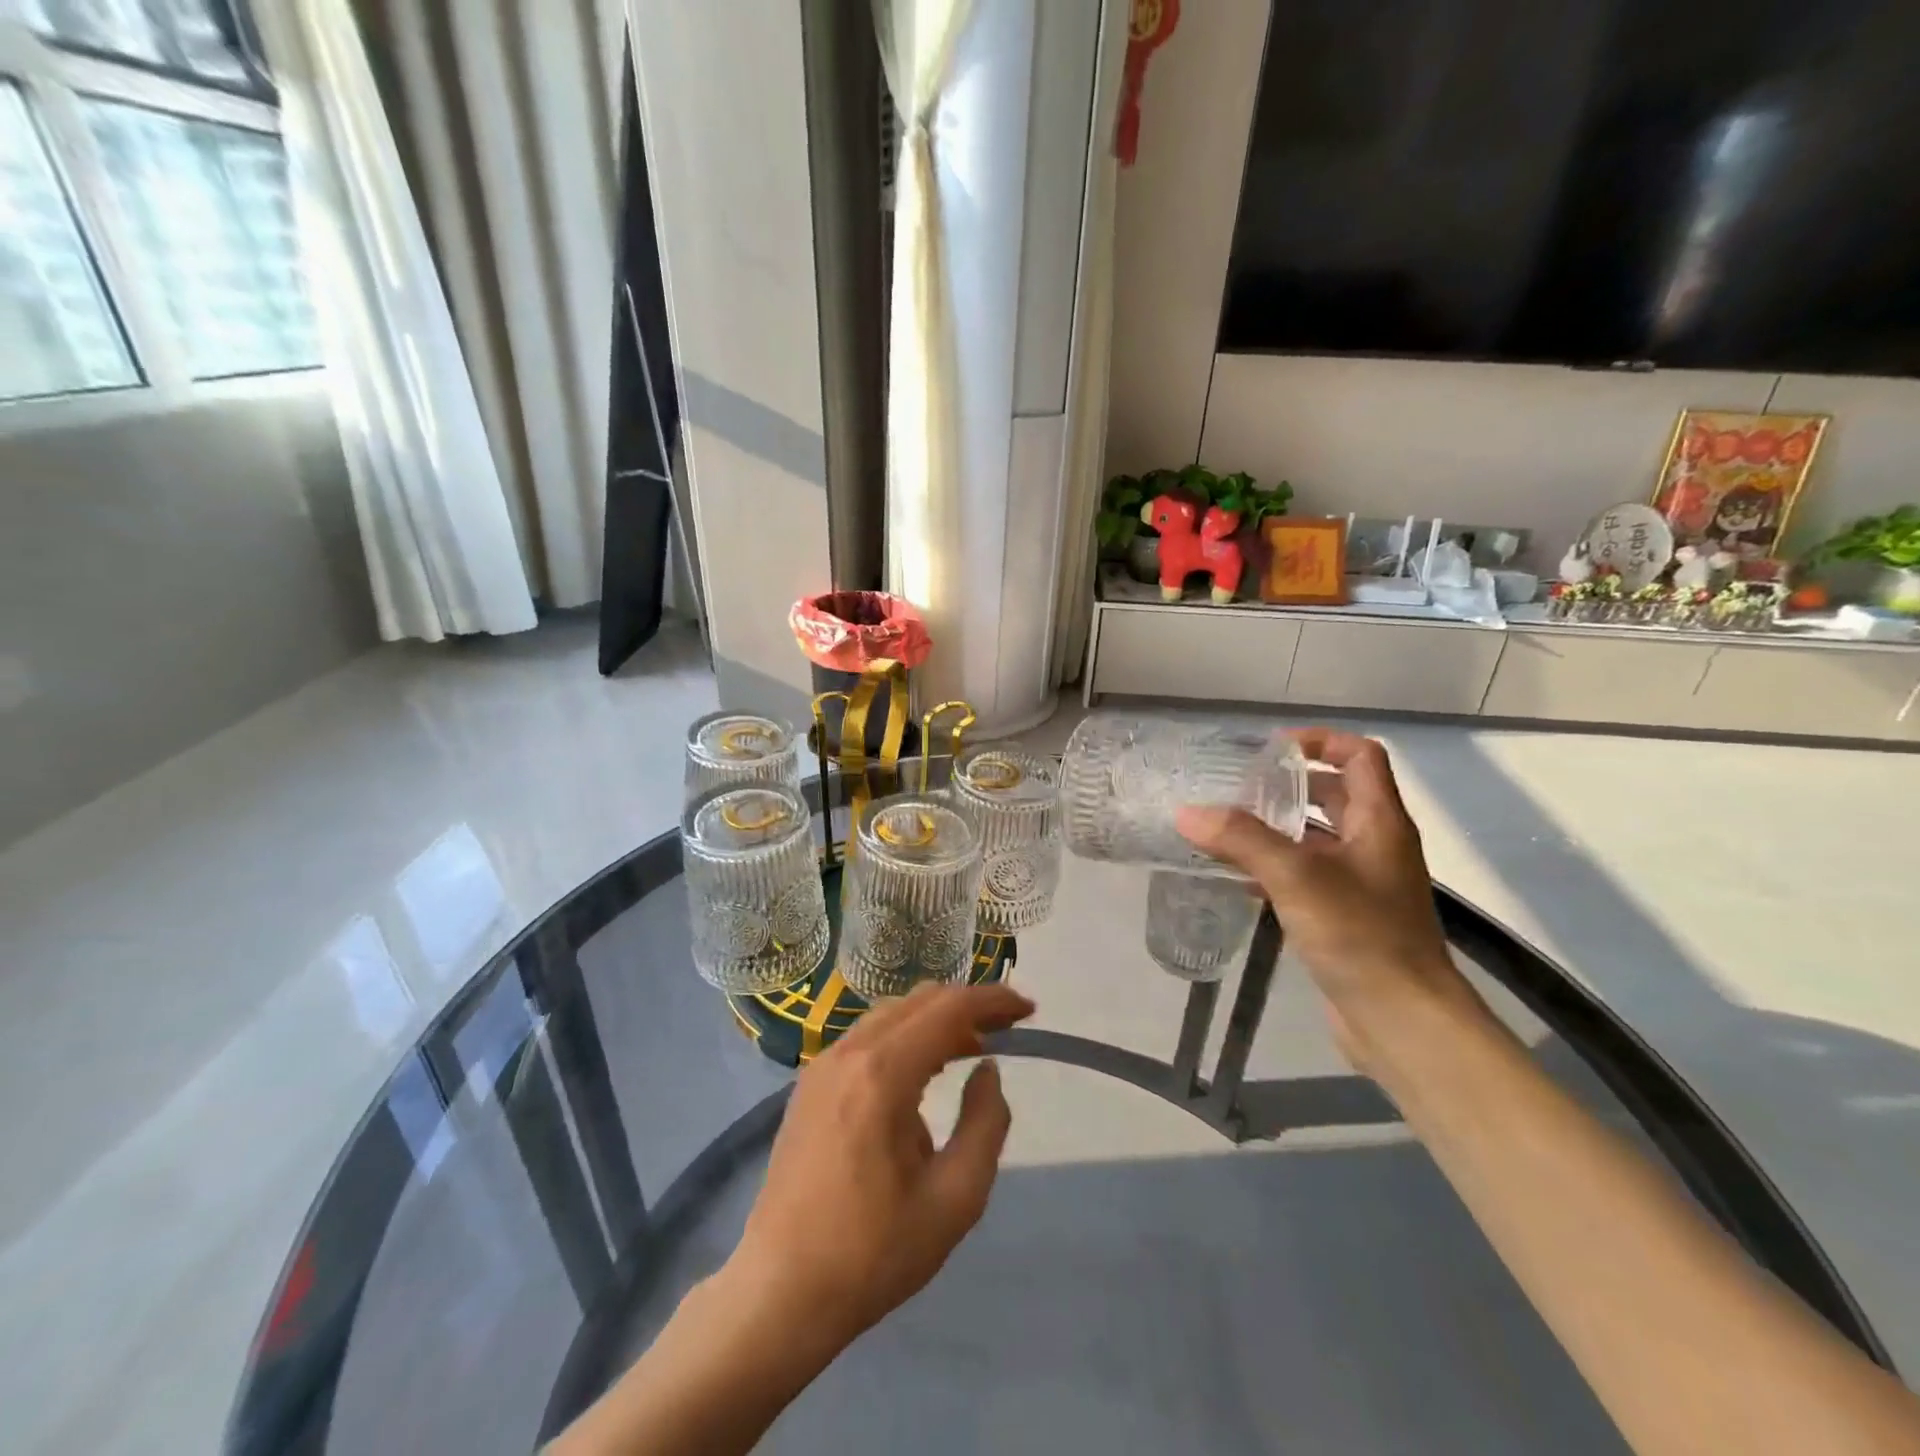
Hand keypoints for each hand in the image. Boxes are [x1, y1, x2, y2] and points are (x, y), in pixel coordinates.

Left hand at [723, 982, 1035, 1352]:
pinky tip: (922, 1070)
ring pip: (891, 1015)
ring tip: (972, 1047)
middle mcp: (848, 1053)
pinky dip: (905, 1037)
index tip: (1028, 1010)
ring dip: (935, 1020)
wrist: (780, 1292)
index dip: (993, 1001)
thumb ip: (985, 1124)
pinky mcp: (809, 1084)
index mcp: (882, 1074)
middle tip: (1007, 1028)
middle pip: (919, 1002)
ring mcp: (822, 1065)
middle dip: (967, 1006)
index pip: (948, 1009)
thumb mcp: (954, 1200)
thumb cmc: (872, 1253)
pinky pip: (867, 1038)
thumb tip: (987, 1070)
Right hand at [1176, 728, 1478, 1067]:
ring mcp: (1361, 883)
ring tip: (1223, 828)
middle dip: (1287, 785)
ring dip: (1275, 828)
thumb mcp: (1297, 877)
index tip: (1271, 750)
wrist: (1404, 1022)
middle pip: (1334, 794)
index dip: (1320, 741)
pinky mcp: (1345, 917)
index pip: (1359, 755)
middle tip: (1236, 788)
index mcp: (1379, 821)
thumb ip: (1241, 840)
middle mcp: (1374, 844)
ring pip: (1315, 838)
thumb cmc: (1361, 935)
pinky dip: (1273, 867)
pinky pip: (1305, 876)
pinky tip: (1235, 877)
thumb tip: (1187, 812)